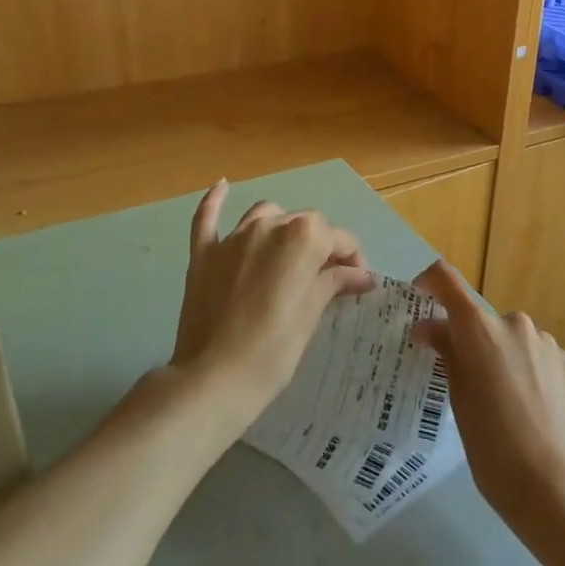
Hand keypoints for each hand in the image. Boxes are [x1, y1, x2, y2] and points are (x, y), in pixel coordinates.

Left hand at [172, 180, 373, 417]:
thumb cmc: (274, 351)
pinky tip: (222, 186)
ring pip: (264, 215)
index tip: (358, 280)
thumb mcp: (312, 315)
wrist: (214, 379)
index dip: (352, 257)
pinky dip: (215, 201)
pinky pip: (207, 218)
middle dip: (320, 243)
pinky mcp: (203, 254)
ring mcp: (233, 237)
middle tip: (328, 276)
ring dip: (281, 227)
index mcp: (303, 237)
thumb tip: (360, 275)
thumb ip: (333, 283)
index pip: (338, 238)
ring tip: (287, 252)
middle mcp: (269, 226)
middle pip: (304, 222)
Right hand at [410, 261, 564, 534]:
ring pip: (513, 339)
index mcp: (479, 329)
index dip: (430, 282)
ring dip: (504, 356)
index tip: (421, 297)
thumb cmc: (491, 446)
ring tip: (505, 404)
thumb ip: (446, 353)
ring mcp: (546, 342)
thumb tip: (430, 327)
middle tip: (467, 382)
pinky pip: (539, 356)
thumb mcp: (458, 399)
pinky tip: (532, 408)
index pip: (447, 281)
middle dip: (472, 341)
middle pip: (483, 320)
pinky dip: (530, 371)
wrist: (554, 486)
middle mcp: (514, 323)